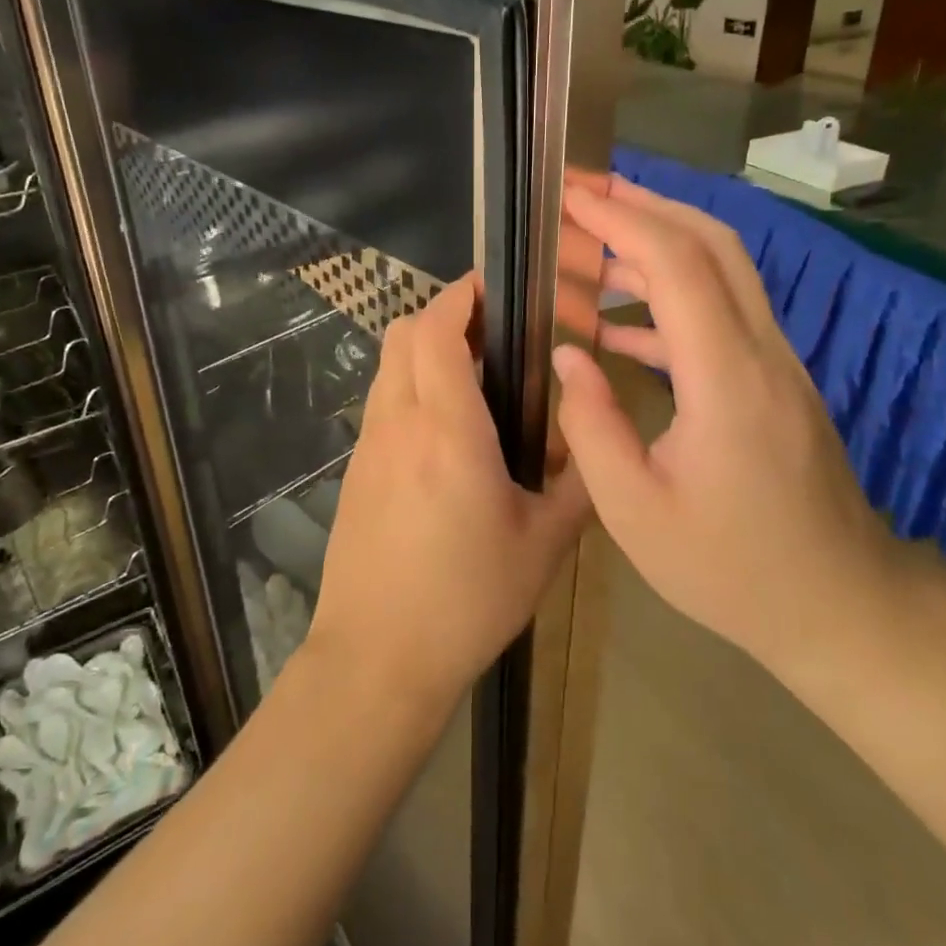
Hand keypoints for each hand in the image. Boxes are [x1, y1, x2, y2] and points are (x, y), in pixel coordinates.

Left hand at [309, 277, 589, 706]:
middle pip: (403, 334)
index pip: (437, 330)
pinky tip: (446, 432)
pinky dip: (410, 387)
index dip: (461, 295)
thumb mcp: (545, 545)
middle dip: (443, 314)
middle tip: (494, 332)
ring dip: (424, 351)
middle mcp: (399, 423)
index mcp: (448, 431)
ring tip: (475, 378)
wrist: (377, 658)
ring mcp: (369, 446)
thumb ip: (579, 484)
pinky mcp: (356, 471)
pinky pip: (382, 403)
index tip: (494, 286)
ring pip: (388, 366)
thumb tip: (589, 441)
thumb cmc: (467, 600)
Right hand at [552, 177, 893, 683]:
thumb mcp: (635, 512)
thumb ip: (592, 425)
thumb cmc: (731, 571)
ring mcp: (777, 364)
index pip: (677, 264)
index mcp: (726, 379)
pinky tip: (619, 325)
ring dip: (658, 244)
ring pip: (723, 272)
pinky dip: (670, 300)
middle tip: (582, 194)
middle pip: (713, 244)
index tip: (571, 195)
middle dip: (645, 205)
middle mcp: (761, 352)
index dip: (622, 219)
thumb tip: (568, 354)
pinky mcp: (775, 383)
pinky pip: (722, 315)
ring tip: (590, 245)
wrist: (840, 605)